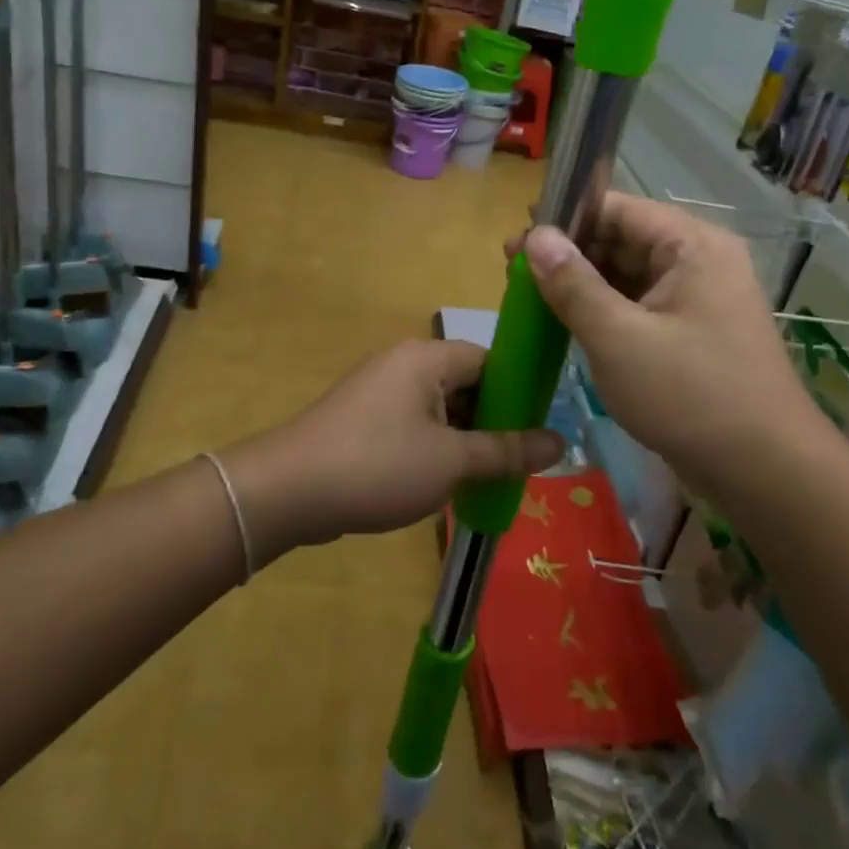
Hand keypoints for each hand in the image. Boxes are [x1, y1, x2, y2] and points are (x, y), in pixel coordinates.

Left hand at [222, 339, 565, 563]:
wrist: (286, 491)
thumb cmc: (378, 466)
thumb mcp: (452, 461)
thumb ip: (507, 450)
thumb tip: (562, 442)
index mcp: (426, 358)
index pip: (490, 359)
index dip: (520, 391)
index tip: (541, 428)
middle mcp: (403, 364)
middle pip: (466, 383)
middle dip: (493, 421)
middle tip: (520, 460)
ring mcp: (378, 391)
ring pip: (440, 408)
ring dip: (465, 439)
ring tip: (490, 476)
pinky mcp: (362, 419)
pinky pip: (413, 425)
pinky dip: (435, 447)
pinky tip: (447, 481)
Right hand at [508, 193, 824, 494]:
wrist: (765, 472)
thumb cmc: (689, 395)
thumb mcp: (617, 338)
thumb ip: (572, 283)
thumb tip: (536, 236)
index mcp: (692, 246)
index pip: (618, 209)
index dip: (565, 219)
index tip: (518, 240)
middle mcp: (701, 261)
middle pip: (624, 240)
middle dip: (570, 254)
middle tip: (515, 274)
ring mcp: (700, 299)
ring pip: (630, 276)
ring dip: (584, 285)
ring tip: (533, 299)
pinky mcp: (694, 333)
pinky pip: (641, 306)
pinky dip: (605, 311)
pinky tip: (569, 324)